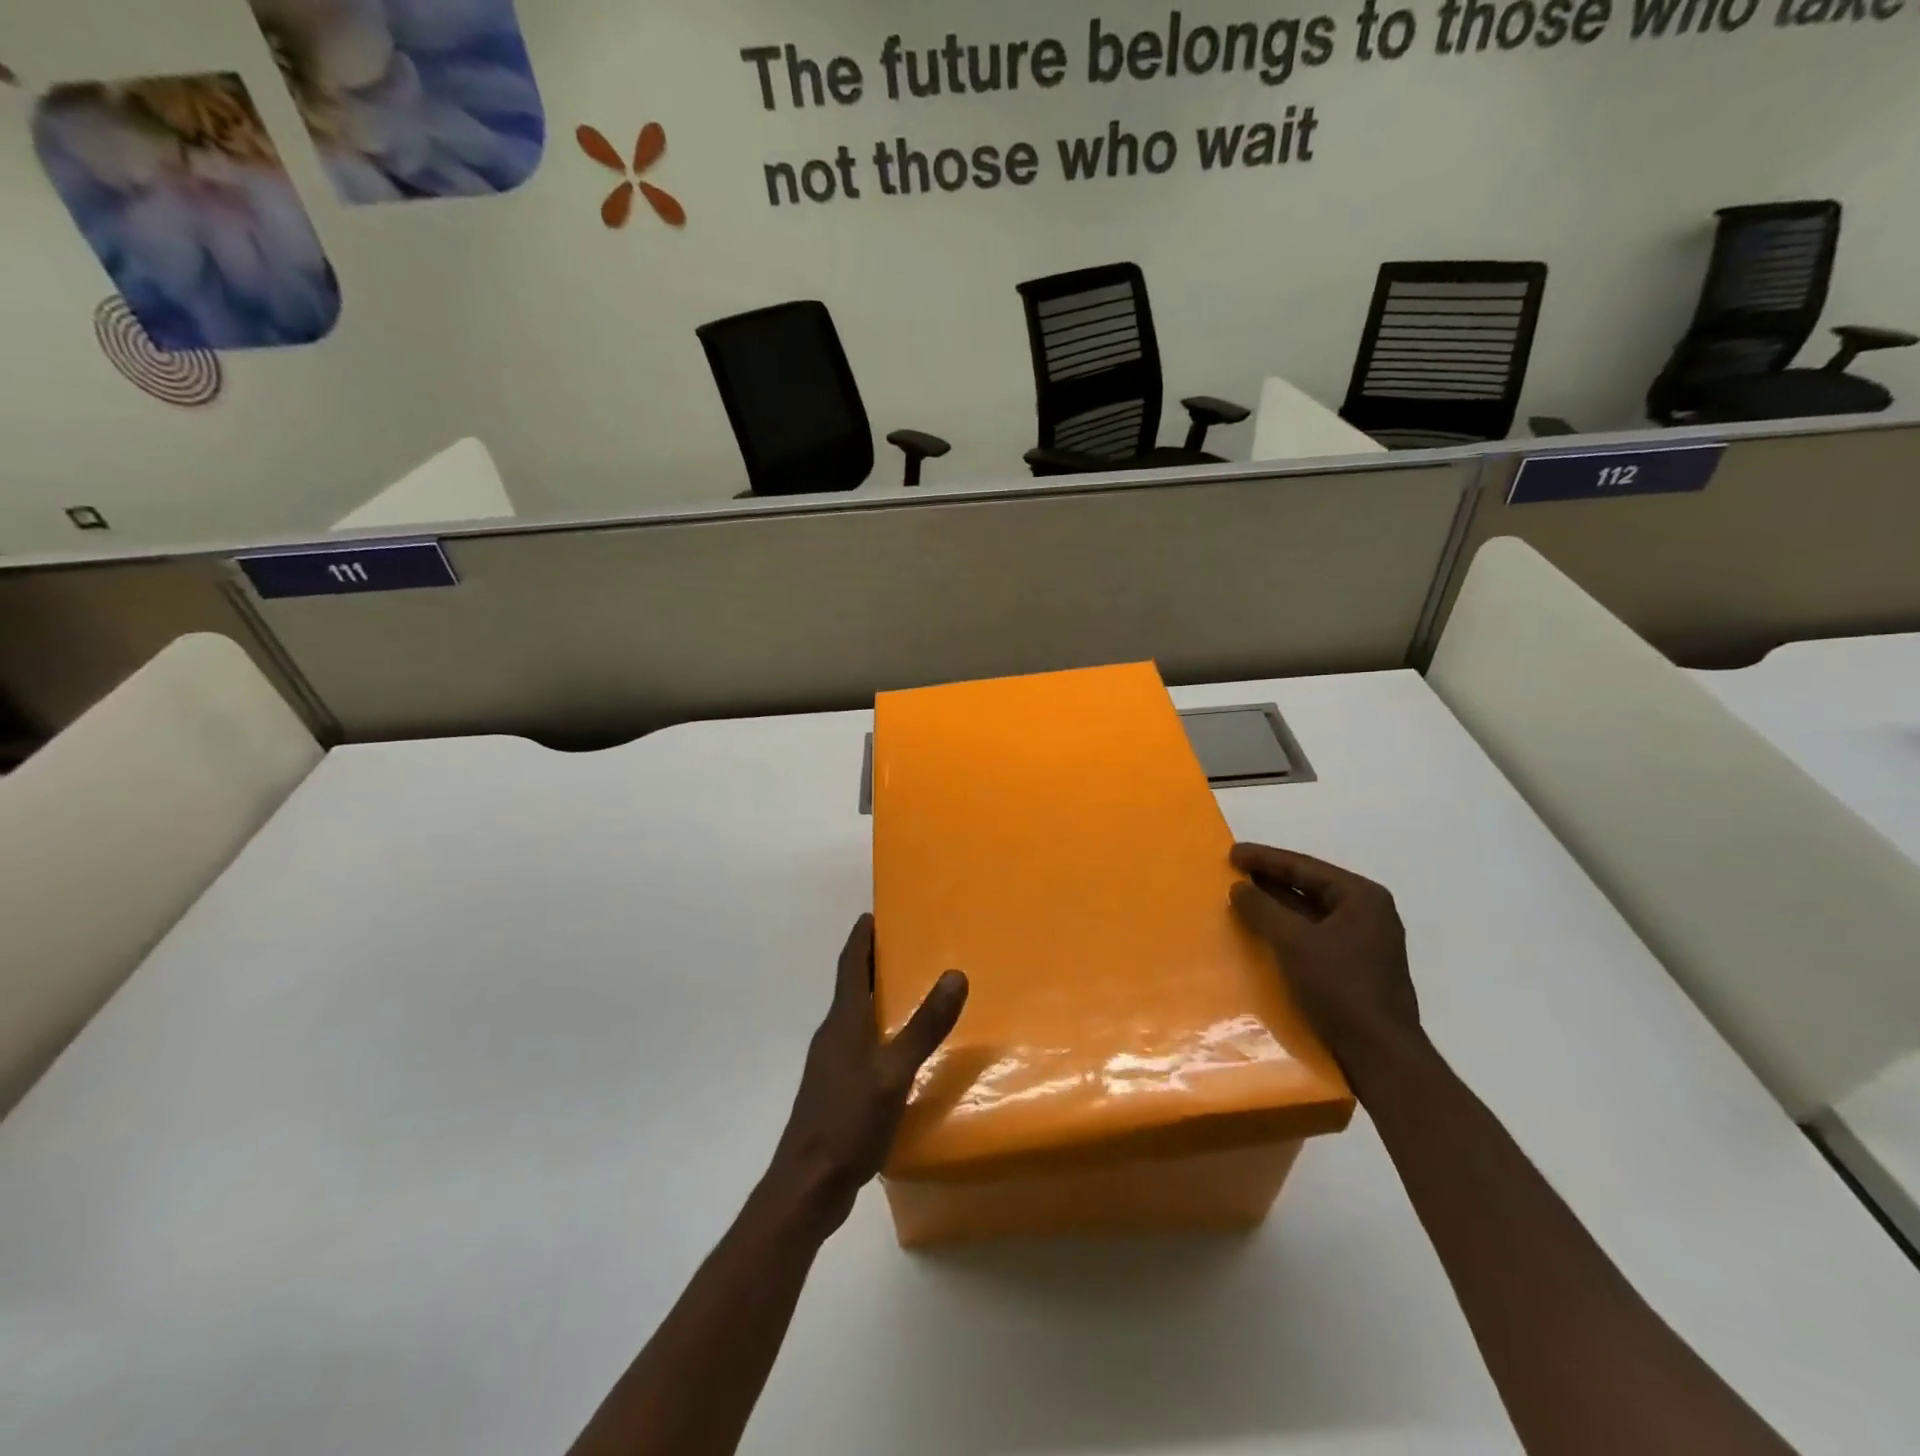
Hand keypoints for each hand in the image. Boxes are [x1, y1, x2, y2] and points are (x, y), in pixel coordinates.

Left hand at [767, 915, 967, 1234]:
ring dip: (876, 996)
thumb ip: (924, 1026)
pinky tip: (899, 1049)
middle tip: (905, 945)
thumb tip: (955, 974)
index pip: (850, 965)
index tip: (873, 914)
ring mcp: (831, 1064)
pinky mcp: (836, 1089)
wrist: (807, 1185)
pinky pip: (860, 1044)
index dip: (861, 938)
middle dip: (873, 963)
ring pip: (855, 1016)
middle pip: (852, 986)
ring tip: (909, 990)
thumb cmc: (848, 1121)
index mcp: (843, 1021)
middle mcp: (833, 1034)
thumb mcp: (894, 1072)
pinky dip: (878, 1030)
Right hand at [1228, 843, 1422, 1077]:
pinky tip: (1261, 933)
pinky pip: (1313, 935)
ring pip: (1310, 912)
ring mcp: (1363, 942)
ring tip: (1241, 897)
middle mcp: (1367, 914)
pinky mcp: (1355, 968)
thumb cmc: (1340, 987)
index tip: (1232, 852)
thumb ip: (1263, 909)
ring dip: (1276, 906)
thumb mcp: (1294, 941)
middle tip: (1233, 871)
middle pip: (1309, 886)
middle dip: (1270, 880)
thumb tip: (1239, 887)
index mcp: (1362, 898)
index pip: (1305, 867)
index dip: (1265, 858)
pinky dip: (1286, 929)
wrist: (1379, 1055)